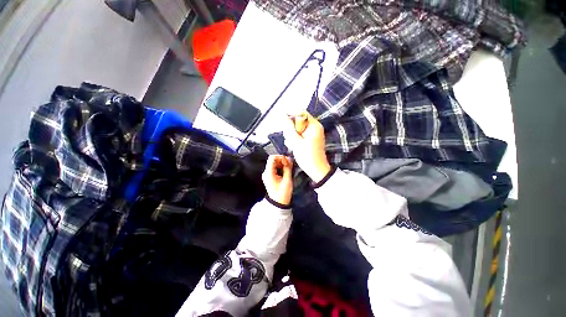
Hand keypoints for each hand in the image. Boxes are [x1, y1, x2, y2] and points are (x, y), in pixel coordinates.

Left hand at [262, 155, 293, 205]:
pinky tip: (285, 171)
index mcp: (269, 173)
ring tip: (288, 168)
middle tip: (289, 165)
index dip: (281, 157)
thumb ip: (288, 168)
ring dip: (282, 163)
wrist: (278, 202)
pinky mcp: (269, 176)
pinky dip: (280, 167)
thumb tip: (289, 159)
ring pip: (274, 163)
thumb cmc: (283, 193)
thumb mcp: (287, 180)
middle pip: (273, 160)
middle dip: (282, 160)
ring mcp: (267, 174)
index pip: (272, 158)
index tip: (287, 161)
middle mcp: (266, 172)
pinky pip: (274, 167)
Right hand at [282, 112, 330, 182]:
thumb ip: (288, 127)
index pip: (301, 113)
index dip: (290, 115)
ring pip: (298, 129)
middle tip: (288, 138)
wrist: (317, 170)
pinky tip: (293, 146)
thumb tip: (281, 115)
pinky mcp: (311, 139)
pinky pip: (300, 135)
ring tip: (291, 145)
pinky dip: (295, 139)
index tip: (280, 120)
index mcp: (314, 125)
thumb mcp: (296, 141)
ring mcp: (313, 134)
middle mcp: (314, 127)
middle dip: (290, 129)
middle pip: (298, 121)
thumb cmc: (307, 156)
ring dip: (292, 135)